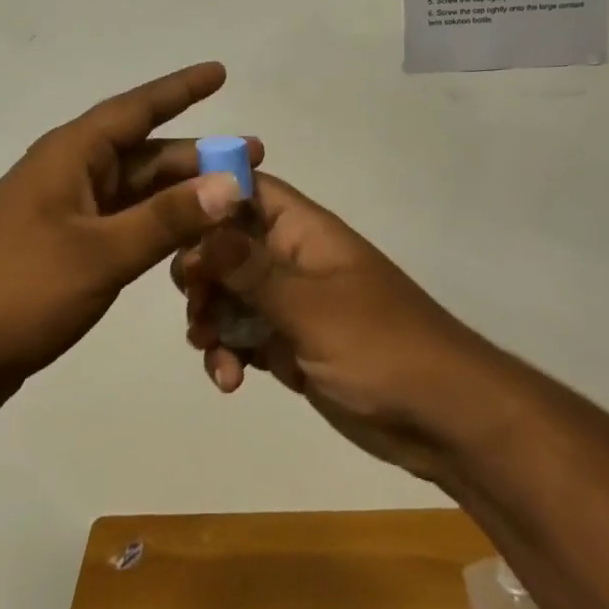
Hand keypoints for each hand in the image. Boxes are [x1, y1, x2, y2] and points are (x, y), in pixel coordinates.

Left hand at [0, 62, 260, 388]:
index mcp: (70, 155)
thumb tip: (230, 182)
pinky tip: (187, 239)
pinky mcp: (62, 251)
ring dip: (180, 193)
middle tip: (253, 158)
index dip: (180, 89)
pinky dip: (156, 226)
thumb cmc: (18, 290)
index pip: (135, 109)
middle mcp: (68, 174)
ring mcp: (63, 214)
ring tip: (232, 198)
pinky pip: (121, 224)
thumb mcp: (101, 252)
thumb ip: (167, 218)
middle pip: (143, 153)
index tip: (219, 71)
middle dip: (197, 155)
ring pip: (134, 192)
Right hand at [173, 174, 488, 482]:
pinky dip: (230, 354)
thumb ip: (251, 269)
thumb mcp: (310, 307)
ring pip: (229, 295)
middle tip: (196, 306)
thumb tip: (201, 223)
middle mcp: (292, 260)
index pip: (246, 190)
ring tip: (211, 350)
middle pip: (226, 245)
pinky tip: (230, 381)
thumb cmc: (381, 347)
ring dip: (211, 320)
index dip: (206, 194)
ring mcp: (291, 304)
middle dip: (201, 274)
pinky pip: (244, 336)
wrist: (442, 419)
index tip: (167, 220)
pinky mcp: (292, 345)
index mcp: (303, 232)